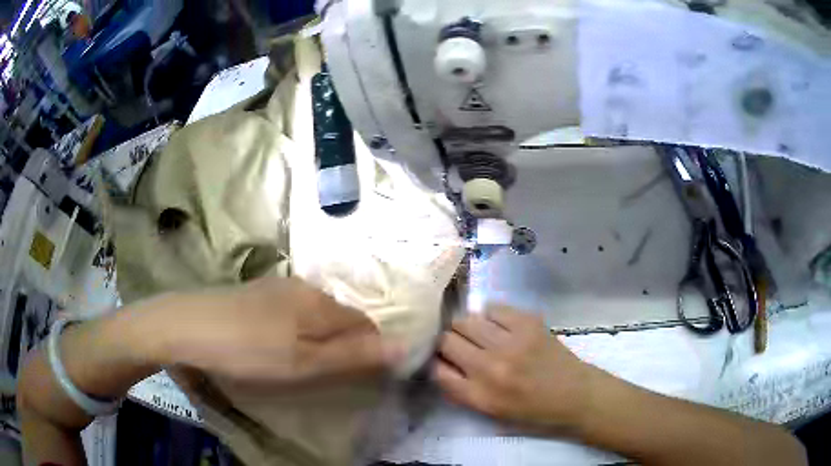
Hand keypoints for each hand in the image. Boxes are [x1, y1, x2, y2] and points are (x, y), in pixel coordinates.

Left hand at [148, 277, 397, 386]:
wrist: (186, 325)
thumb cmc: (248, 350)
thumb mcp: (304, 362)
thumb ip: (353, 355)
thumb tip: (405, 346)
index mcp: (320, 302)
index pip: (366, 325)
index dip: (369, 352)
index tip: (357, 379)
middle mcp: (305, 288)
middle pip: (341, 318)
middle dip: (344, 346)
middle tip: (326, 376)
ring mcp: (278, 287)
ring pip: (316, 315)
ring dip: (320, 339)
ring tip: (301, 365)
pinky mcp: (257, 293)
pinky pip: (293, 312)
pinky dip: (296, 331)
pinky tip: (276, 346)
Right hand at [433, 306, 591, 430]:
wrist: (577, 396)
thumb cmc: (534, 413)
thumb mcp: (492, 415)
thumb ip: (463, 392)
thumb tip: (441, 366)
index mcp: (480, 397)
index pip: (437, 370)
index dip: (435, 362)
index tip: (442, 361)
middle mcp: (490, 368)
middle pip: (446, 340)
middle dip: (446, 342)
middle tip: (458, 346)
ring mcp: (510, 343)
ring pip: (465, 320)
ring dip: (465, 327)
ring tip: (477, 334)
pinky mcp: (528, 323)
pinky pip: (493, 308)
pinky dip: (489, 315)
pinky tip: (497, 325)